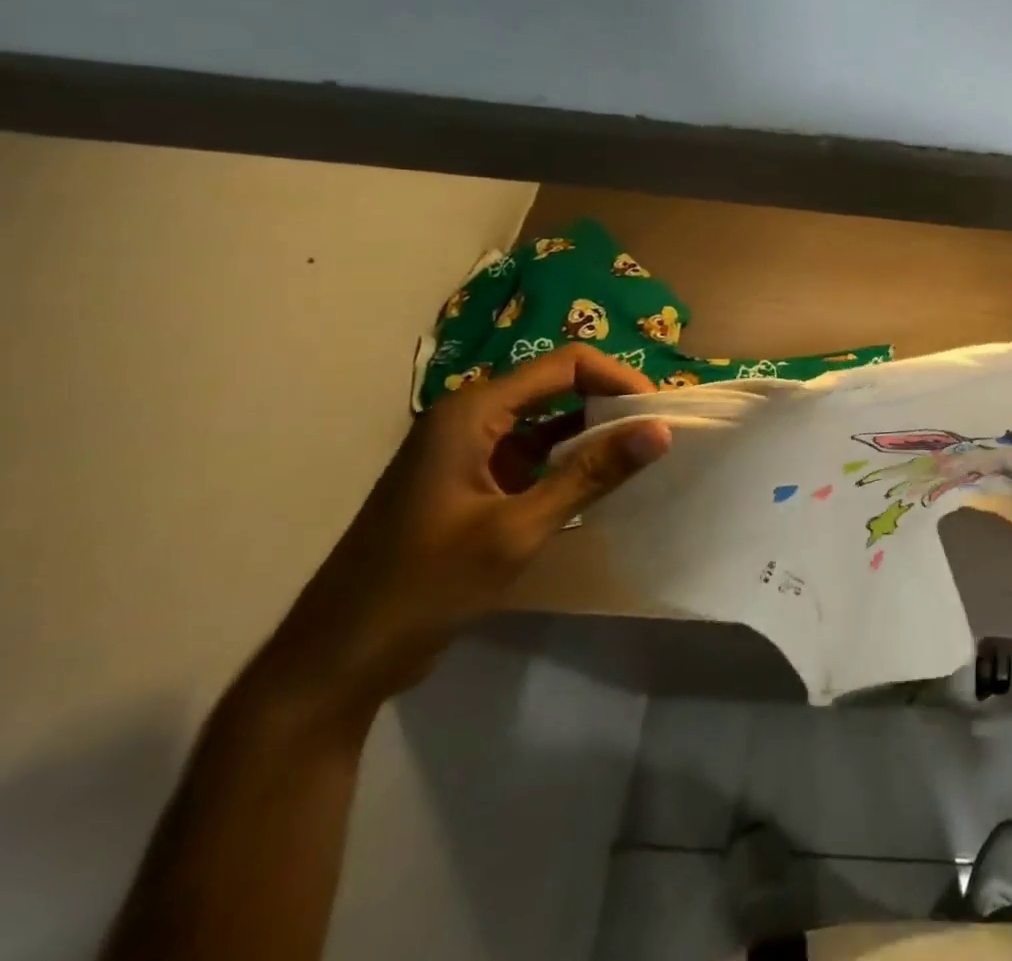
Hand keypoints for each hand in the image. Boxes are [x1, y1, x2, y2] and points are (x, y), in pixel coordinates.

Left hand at [258, 346, 670, 719]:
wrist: (336, 663)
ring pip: (547, 421)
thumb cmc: (424, 587)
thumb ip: (591, 474)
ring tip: (639, 457)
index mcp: (473, 413)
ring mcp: (467, 452)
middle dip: (610, 403)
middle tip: (656, 434)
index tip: (658, 413)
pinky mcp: (469, 482)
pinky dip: (568, 462)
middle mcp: (469, 419)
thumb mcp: (516, 530)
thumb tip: (660, 430)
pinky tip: (599, 485)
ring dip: (592, 434)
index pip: (565, 365)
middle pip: (557, 386)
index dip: (618, 379)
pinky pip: (532, 454)